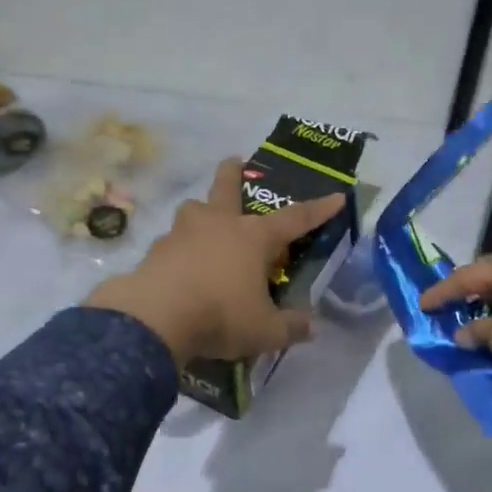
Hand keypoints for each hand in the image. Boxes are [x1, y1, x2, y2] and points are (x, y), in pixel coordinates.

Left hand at [86, 158, 344, 363]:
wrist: (154, 318)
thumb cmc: (220, 315)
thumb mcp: (265, 331)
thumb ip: (291, 327)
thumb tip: (311, 327)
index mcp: (253, 237)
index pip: (295, 219)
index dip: (319, 209)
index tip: (337, 196)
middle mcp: (218, 224)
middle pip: (227, 187)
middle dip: (233, 172)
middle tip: (235, 160)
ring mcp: (182, 233)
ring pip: (193, 210)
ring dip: (201, 212)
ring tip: (204, 226)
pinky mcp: (155, 251)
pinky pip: (171, 242)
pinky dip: (179, 250)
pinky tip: (179, 267)